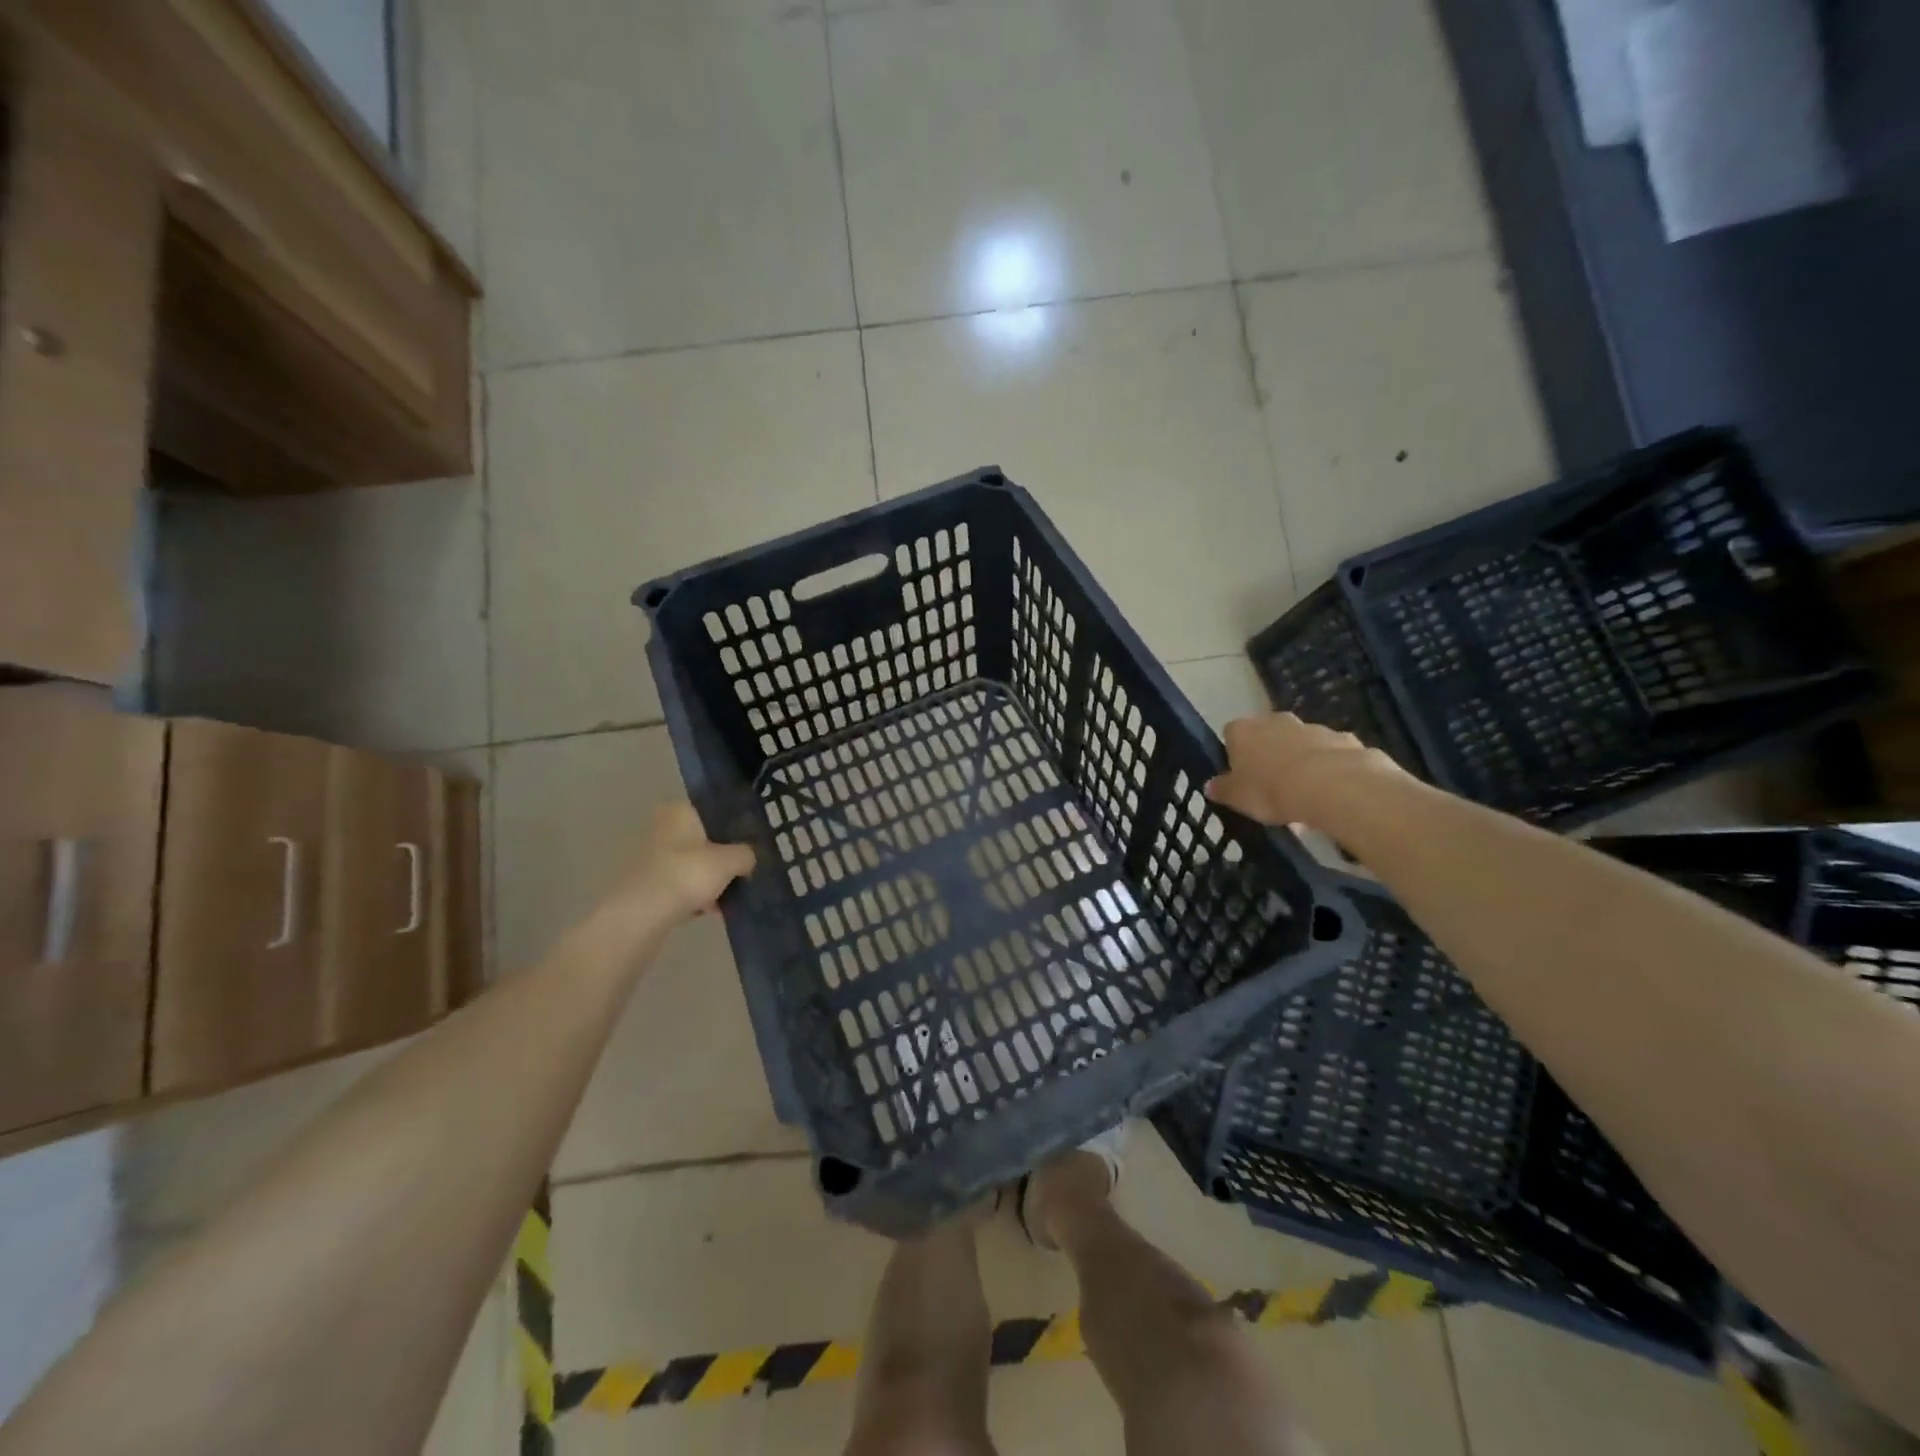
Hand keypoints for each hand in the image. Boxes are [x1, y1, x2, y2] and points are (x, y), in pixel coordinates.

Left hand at [585, 802, 756, 945]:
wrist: (644, 914)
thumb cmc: (689, 873)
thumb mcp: (731, 860)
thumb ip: (746, 854)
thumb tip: (749, 859)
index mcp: (680, 810)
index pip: (714, 811)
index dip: (735, 826)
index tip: (751, 843)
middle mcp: (663, 827)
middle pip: (704, 840)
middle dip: (723, 857)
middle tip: (745, 871)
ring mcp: (652, 857)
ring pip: (693, 864)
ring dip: (711, 880)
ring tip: (731, 895)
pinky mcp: (649, 884)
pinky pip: (682, 886)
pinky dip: (697, 896)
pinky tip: (713, 910)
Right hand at [1206, 712, 1401, 828]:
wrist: (1333, 786)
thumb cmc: (1271, 790)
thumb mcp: (1237, 798)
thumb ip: (1222, 790)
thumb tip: (1210, 786)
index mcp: (1244, 731)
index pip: (1231, 734)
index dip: (1234, 754)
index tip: (1240, 776)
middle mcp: (1276, 721)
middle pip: (1267, 735)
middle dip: (1269, 755)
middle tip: (1271, 787)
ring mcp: (1312, 727)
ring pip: (1301, 744)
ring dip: (1300, 762)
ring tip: (1304, 796)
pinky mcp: (1344, 739)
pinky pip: (1330, 754)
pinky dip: (1329, 769)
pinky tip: (1331, 793)